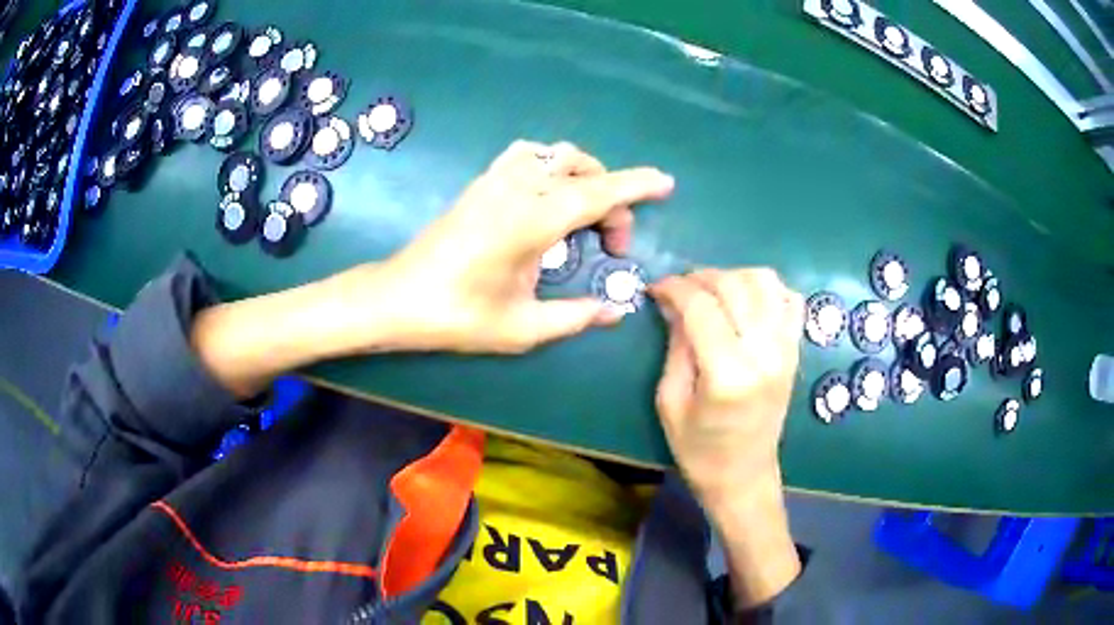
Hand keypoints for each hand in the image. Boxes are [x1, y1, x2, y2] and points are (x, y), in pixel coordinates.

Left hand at [191, 141, 671, 395]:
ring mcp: (494, 180)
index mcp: (533, 221)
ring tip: (586, 215)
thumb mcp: (524, 327)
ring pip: (554, 156)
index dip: (636, 186)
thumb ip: (577, 316)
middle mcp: (517, 188)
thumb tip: (617, 310)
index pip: (598, 193)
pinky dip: (551, 167)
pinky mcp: (479, 184)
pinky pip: (527, 157)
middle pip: (582, 170)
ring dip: (582, 176)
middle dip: (611, 199)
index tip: (665, 183)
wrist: (397, 299)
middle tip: (610, 245)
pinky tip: (548, 198)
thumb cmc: (457, 317)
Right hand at [651, 268, 803, 503]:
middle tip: (679, 289)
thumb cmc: (699, 449)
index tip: (655, 289)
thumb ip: (675, 346)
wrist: (744, 475)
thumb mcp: (670, 402)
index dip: (674, 288)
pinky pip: (790, 299)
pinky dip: (768, 288)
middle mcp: (764, 354)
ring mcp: (786, 349)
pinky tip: (746, 300)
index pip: (701, 306)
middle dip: (699, 277)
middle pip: (734, 286)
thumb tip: (672, 303)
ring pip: (765, 282)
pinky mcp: (795, 351)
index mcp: (727, 375)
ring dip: (734, 275)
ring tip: (712, 290)